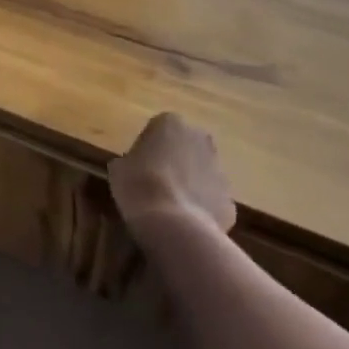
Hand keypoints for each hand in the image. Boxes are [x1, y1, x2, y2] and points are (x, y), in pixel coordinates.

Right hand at [109, 112, 236, 239]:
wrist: (174, 226)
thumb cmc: (139, 186)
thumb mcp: (118, 169)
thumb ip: (130, 161)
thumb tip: (134, 168)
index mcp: (171, 123)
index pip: (157, 130)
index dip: (147, 149)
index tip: (137, 168)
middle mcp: (201, 139)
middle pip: (185, 148)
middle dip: (174, 162)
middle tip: (154, 184)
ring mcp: (220, 170)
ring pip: (201, 174)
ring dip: (188, 185)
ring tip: (168, 208)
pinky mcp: (230, 200)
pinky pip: (210, 200)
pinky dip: (200, 209)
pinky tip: (184, 224)